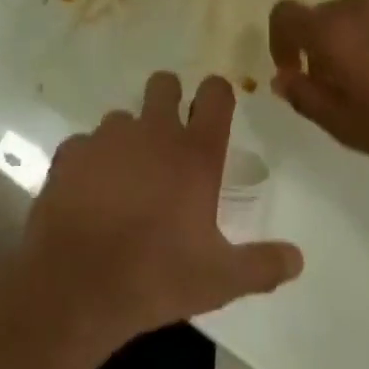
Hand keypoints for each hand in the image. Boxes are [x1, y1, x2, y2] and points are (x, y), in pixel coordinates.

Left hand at [21, 73, 302, 354]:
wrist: (74, 286)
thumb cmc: (156, 275)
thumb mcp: (218, 280)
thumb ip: (261, 266)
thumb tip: (298, 259)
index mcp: (195, 152)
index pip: (216, 93)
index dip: (217, 94)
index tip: (215, 110)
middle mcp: (154, 131)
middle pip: (164, 83)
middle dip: (169, 99)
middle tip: (168, 139)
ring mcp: (108, 137)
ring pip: (123, 117)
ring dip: (128, 138)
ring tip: (126, 179)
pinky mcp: (70, 153)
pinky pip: (85, 145)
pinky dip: (90, 162)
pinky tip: (89, 194)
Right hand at [269, 0, 368, 170]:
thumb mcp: (343, 126)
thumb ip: (304, 96)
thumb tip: (282, 77)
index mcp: (332, 31)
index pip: (285, 13)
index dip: (280, 40)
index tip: (293, 70)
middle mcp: (359, 5)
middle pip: (323, 16)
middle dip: (321, 46)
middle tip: (339, 86)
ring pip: (359, 16)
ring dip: (355, 41)